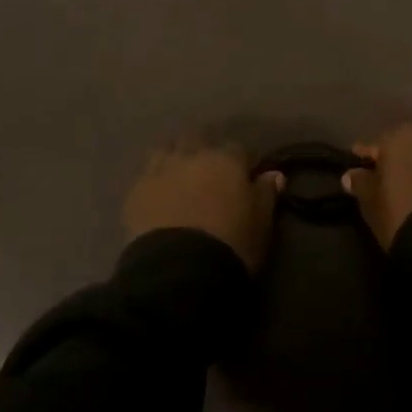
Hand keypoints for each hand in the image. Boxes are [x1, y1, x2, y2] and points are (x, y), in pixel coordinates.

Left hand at [123, 142, 282, 270]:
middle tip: (209, 174)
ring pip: (167, 150)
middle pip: (198, 140)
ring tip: (179, 178)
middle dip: (204, 151)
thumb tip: (275, 174)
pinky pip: (146, 176)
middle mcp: (192, 155)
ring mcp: (160, 170)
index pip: (239, 149)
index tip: (247, 176)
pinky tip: (157, 196)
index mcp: (226, 160)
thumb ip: (266, 194)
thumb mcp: (261, 223)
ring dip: (175, 158)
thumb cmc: (231, 244)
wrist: (180, 271)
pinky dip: (154, 181)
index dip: (244, 162)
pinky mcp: (136, 191)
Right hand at [342, 124, 411, 249]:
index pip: (377, 145)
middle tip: (395, 178)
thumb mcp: (373, 206)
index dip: (368, 157)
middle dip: (403, 157)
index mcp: (399, 137)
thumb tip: (352, 174)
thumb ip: (362, 185)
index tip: (361, 166)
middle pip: (411, 143)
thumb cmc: (404, 217)